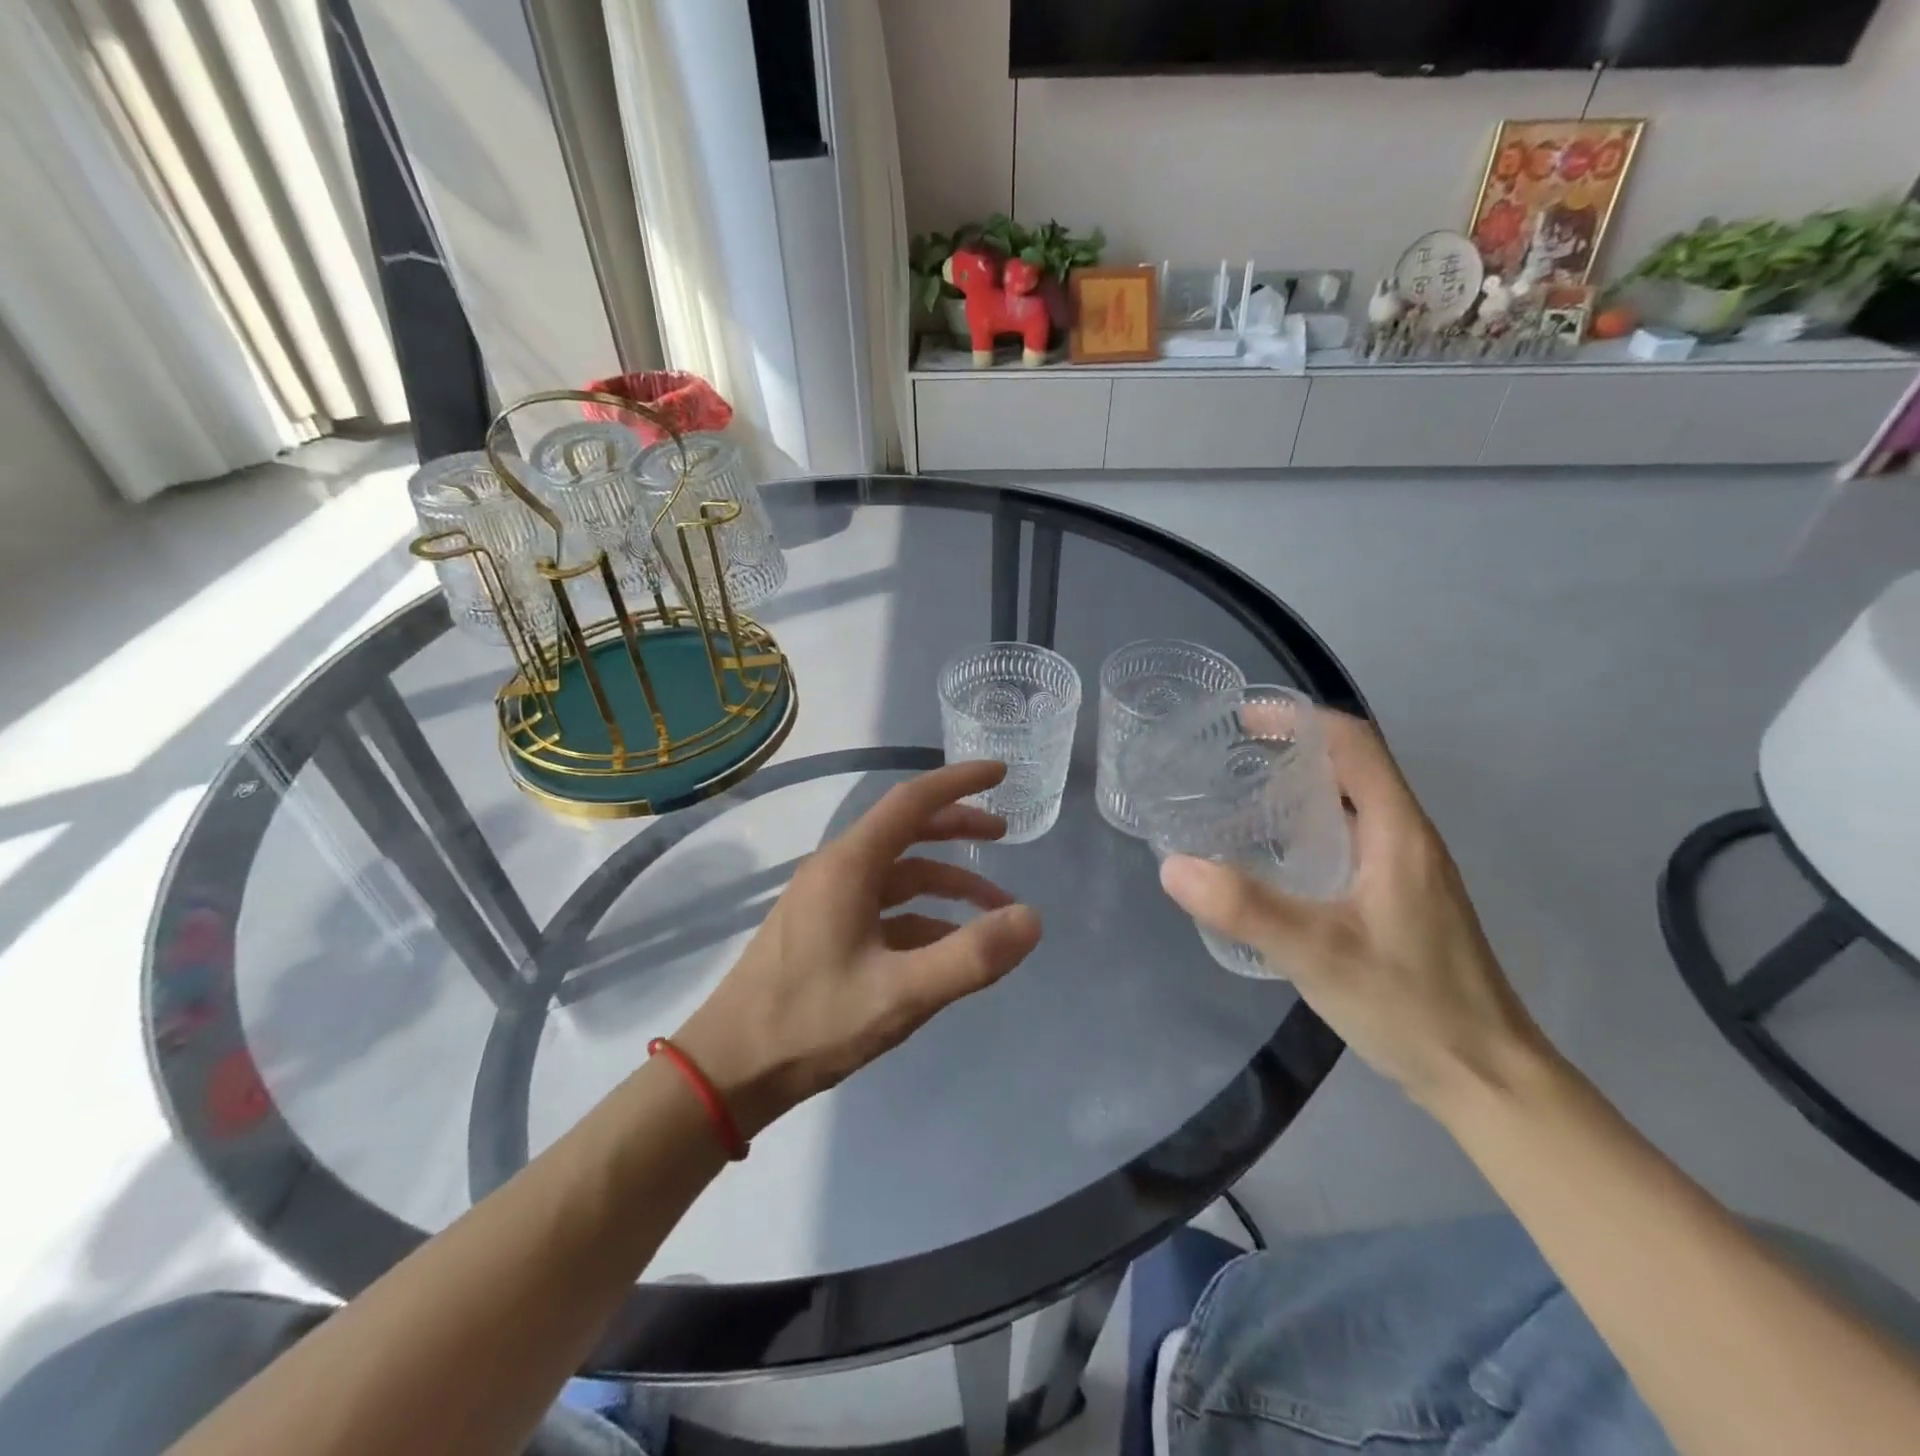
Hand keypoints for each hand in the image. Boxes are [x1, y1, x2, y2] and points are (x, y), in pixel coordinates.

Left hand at [674, 761, 1042, 1137]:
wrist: (728, 1070)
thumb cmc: (811, 1023)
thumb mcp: (901, 994)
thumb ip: (970, 956)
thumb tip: (1032, 919)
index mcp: (849, 866)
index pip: (911, 802)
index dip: (959, 783)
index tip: (1001, 773)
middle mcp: (836, 871)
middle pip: (906, 832)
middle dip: (957, 829)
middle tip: (1003, 836)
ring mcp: (827, 901)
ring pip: (898, 875)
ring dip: (946, 884)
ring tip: (994, 908)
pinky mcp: (824, 932)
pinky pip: (884, 909)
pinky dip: (922, 916)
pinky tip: (948, 946)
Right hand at [1158, 713, 1548, 1111]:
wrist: (1487, 1078)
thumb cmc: (1411, 1006)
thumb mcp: (1318, 954)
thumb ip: (1245, 908)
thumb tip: (1172, 865)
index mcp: (1397, 831)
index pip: (1354, 743)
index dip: (1299, 718)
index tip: (1241, 720)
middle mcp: (1406, 838)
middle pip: (1352, 766)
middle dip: (1290, 749)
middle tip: (1226, 760)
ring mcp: (1406, 870)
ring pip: (1350, 804)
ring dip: (1298, 789)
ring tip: (1237, 799)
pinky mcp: (1399, 899)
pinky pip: (1349, 839)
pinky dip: (1307, 828)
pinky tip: (1271, 859)